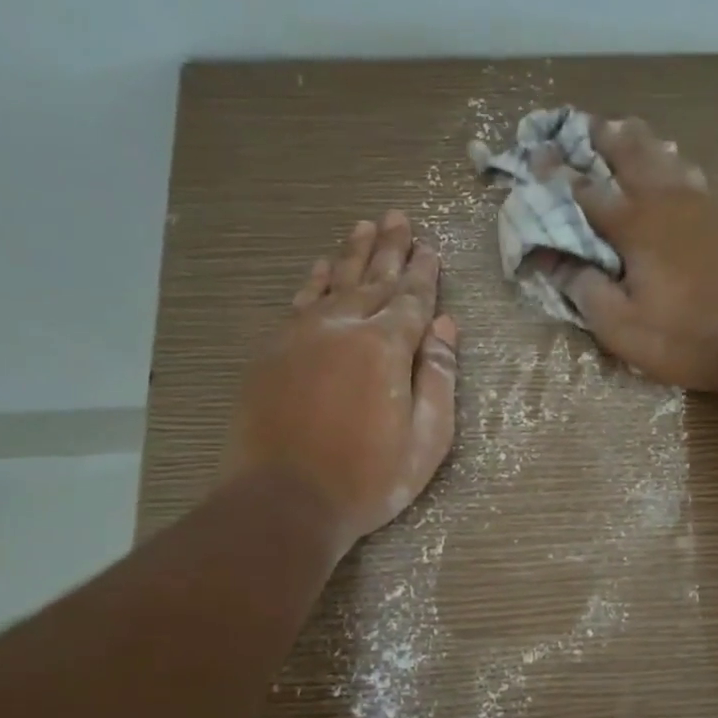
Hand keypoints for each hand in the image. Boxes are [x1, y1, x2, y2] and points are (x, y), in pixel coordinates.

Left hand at [228, 212, 458, 551]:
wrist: (283, 500)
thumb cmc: (367, 479)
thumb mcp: (426, 440)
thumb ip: (438, 378)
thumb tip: (445, 326)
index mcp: (385, 348)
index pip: (411, 299)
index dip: (424, 273)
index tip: (431, 247)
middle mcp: (343, 327)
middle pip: (373, 279)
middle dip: (390, 249)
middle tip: (398, 217)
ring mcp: (301, 335)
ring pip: (334, 283)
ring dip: (352, 254)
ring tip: (364, 227)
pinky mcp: (272, 351)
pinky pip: (299, 303)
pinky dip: (314, 282)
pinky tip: (322, 268)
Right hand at [543, 117, 717, 395]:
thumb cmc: (686, 338)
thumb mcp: (622, 328)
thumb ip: (586, 291)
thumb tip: (557, 263)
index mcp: (635, 226)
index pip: (584, 191)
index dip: (557, 175)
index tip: (536, 158)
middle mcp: (667, 201)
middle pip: (631, 154)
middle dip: (604, 137)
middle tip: (586, 122)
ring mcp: (704, 204)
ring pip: (667, 158)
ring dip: (642, 143)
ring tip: (628, 130)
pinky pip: (695, 176)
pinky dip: (675, 164)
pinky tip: (676, 169)